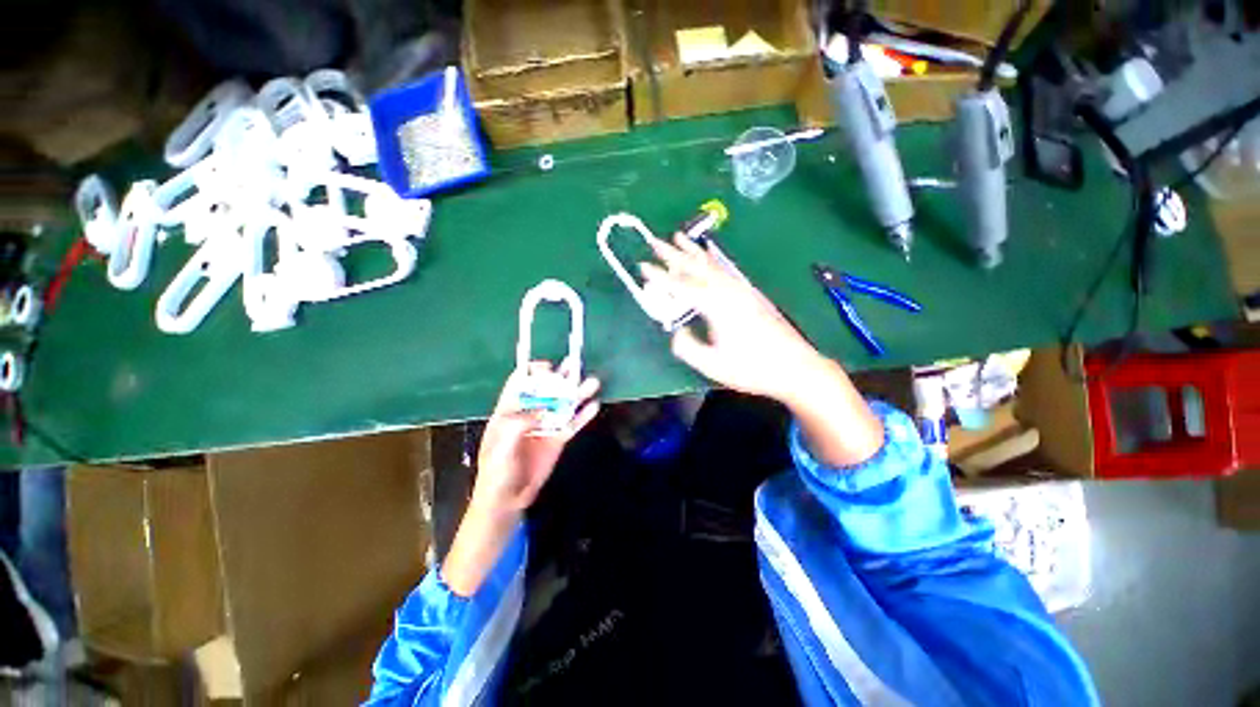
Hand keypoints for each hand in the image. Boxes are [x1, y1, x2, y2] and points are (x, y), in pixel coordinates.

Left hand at [470, 363, 600, 515]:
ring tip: (593, 382)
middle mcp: (530, 413)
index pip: (521, 383)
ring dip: (577, 393)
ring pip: (564, 405)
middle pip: (547, 389)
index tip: (548, 369)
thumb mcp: (500, 445)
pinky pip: (572, 424)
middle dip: (561, 376)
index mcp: (510, 410)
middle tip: (576, 365)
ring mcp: (546, 425)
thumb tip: (541, 410)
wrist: (507, 499)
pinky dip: (583, 416)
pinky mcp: (558, 439)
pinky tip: (594, 406)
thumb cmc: (496, 470)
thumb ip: (518, 425)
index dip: (533, 372)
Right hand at [640, 235, 882, 467]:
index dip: (660, 276)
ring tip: (678, 237)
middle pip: (696, 267)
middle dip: (673, 253)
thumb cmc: (751, 368)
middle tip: (654, 241)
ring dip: (692, 251)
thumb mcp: (713, 364)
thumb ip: (688, 347)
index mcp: (717, 306)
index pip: (681, 286)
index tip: (642, 266)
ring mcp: (741, 289)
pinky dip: (713, 258)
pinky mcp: (750, 293)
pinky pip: (725, 269)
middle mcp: (728, 291)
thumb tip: (677, 331)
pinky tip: (709, 253)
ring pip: (711, 264)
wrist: (795, 367)